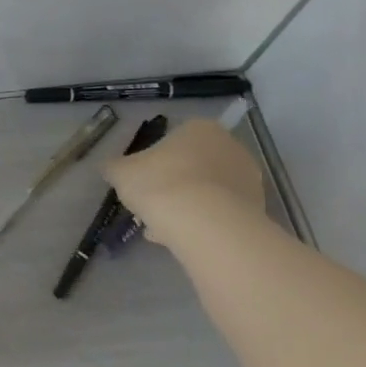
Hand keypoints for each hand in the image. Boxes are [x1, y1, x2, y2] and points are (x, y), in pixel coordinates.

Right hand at [105, 118, 266, 247]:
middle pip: (192, 166)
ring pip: (206, 190)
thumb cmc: (159, 184)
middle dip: (171, 185)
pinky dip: (202, 221)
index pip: (172, 141)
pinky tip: (181, 237)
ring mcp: (248, 177)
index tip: (140, 184)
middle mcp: (230, 146)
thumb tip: (109, 168)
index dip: (152, 164)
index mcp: (199, 129)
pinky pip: (219, 211)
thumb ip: (114, 167)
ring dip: (186, 205)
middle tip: (150, 206)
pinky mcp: (256, 206)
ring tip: (162, 229)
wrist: (204, 222)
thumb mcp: (121, 173)